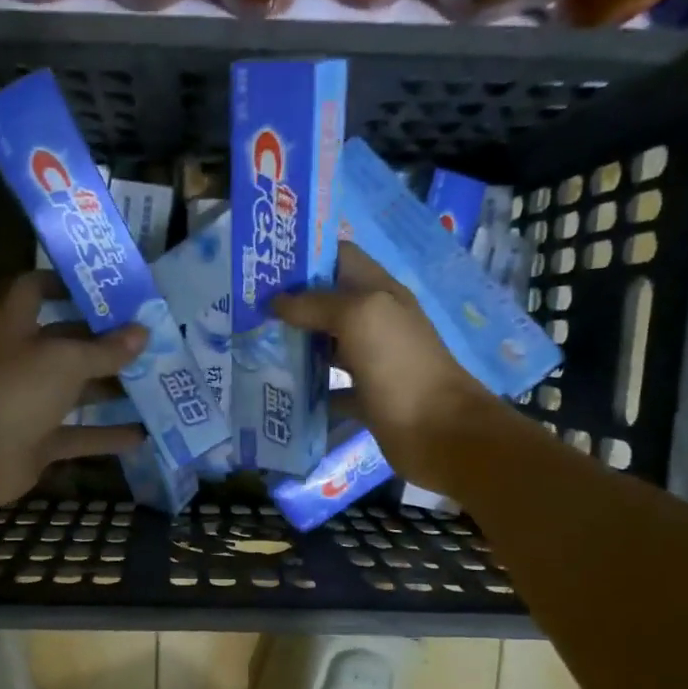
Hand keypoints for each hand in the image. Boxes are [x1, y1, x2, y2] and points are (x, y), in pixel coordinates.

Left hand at [0, 272, 147, 513]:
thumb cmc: (14, 390)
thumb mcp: (65, 361)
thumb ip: (106, 350)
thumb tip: (142, 332)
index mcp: (17, 326)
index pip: (36, 290)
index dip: (66, 282)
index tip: (107, 286)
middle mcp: (23, 360)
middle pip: (68, 343)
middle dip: (107, 341)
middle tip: (152, 339)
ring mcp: (30, 403)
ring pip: (77, 392)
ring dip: (113, 389)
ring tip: (158, 384)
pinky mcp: (39, 441)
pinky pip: (80, 435)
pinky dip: (107, 436)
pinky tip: (144, 436)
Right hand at [275, 242, 507, 491]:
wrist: (440, 432)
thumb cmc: (401, 366)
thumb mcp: (360, 318)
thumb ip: (317, 304)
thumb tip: (276, 302)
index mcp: (379, 293)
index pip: (340, 258)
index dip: (305, 256)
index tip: (264, 266)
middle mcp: (375, 322)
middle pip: (328, 302)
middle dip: (291, 303)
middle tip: (247, 309)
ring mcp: (372, 361)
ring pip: (326, 345)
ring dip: (294, 345)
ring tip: (252, 345)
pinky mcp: (366, 397)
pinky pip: (330, 389)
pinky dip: (307, 390)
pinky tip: (278, 390)